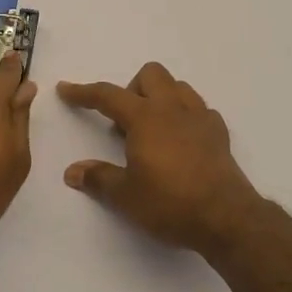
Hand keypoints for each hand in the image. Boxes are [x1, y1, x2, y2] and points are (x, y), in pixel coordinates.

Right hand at [57, 62, 262, 253]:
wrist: (225, 217)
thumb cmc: (170, 203)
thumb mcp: (126, 196)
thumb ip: (98, 178)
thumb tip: (72, 172)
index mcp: (145, 118)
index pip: (108, 95)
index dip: (84, 92)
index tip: (66, 90)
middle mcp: (173, 108)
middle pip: (150, 74)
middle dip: (132, 89)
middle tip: (124, 124)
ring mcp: (200, 117)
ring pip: (178, 86)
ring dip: (160, 98)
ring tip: (151, 130)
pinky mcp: (219, 133)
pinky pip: (199, 109)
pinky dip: (185, 116)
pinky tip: (180, 141)